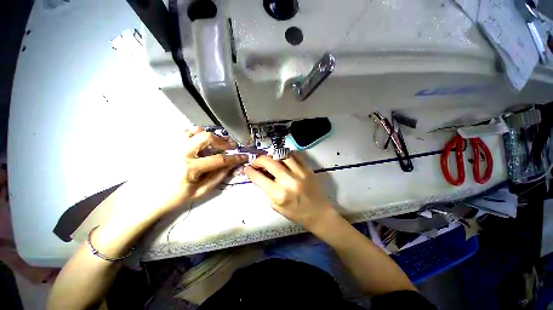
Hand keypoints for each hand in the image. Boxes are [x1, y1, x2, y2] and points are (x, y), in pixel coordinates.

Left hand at [122, 128, 247, 220]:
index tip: (243, 156)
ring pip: (194, 131)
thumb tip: (231, 165)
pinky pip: (184, 133)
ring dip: (209, 136)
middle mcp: (181, 153)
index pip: (219, 159)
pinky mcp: (167, 145)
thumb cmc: (175, 197)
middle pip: (206, 137)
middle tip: (230, 146)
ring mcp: (172, 146)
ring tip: (215, 143)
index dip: (234, 157)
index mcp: (190, 167)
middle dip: (223, 141)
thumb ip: (217, 177)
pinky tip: (200, 144)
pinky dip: (196, 135)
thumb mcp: (200, 191)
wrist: (147, 198)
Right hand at [244, 154, 336, 230]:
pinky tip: (283, 159)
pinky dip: (286, 155)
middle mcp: (288, 181)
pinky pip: (295, 155)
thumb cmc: (295, 212)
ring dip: (272, 156)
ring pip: (282, 155)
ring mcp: (299, 173)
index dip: (250, 171)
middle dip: (259, 160)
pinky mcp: (307, 169)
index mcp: (278, 194)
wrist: (318, 212)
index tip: (247, 168)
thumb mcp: (276, 206)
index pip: (259, 178)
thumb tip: (259, 176)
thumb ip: (266, 190)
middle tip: (257, 162)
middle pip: (269, 162)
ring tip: (270, 160)